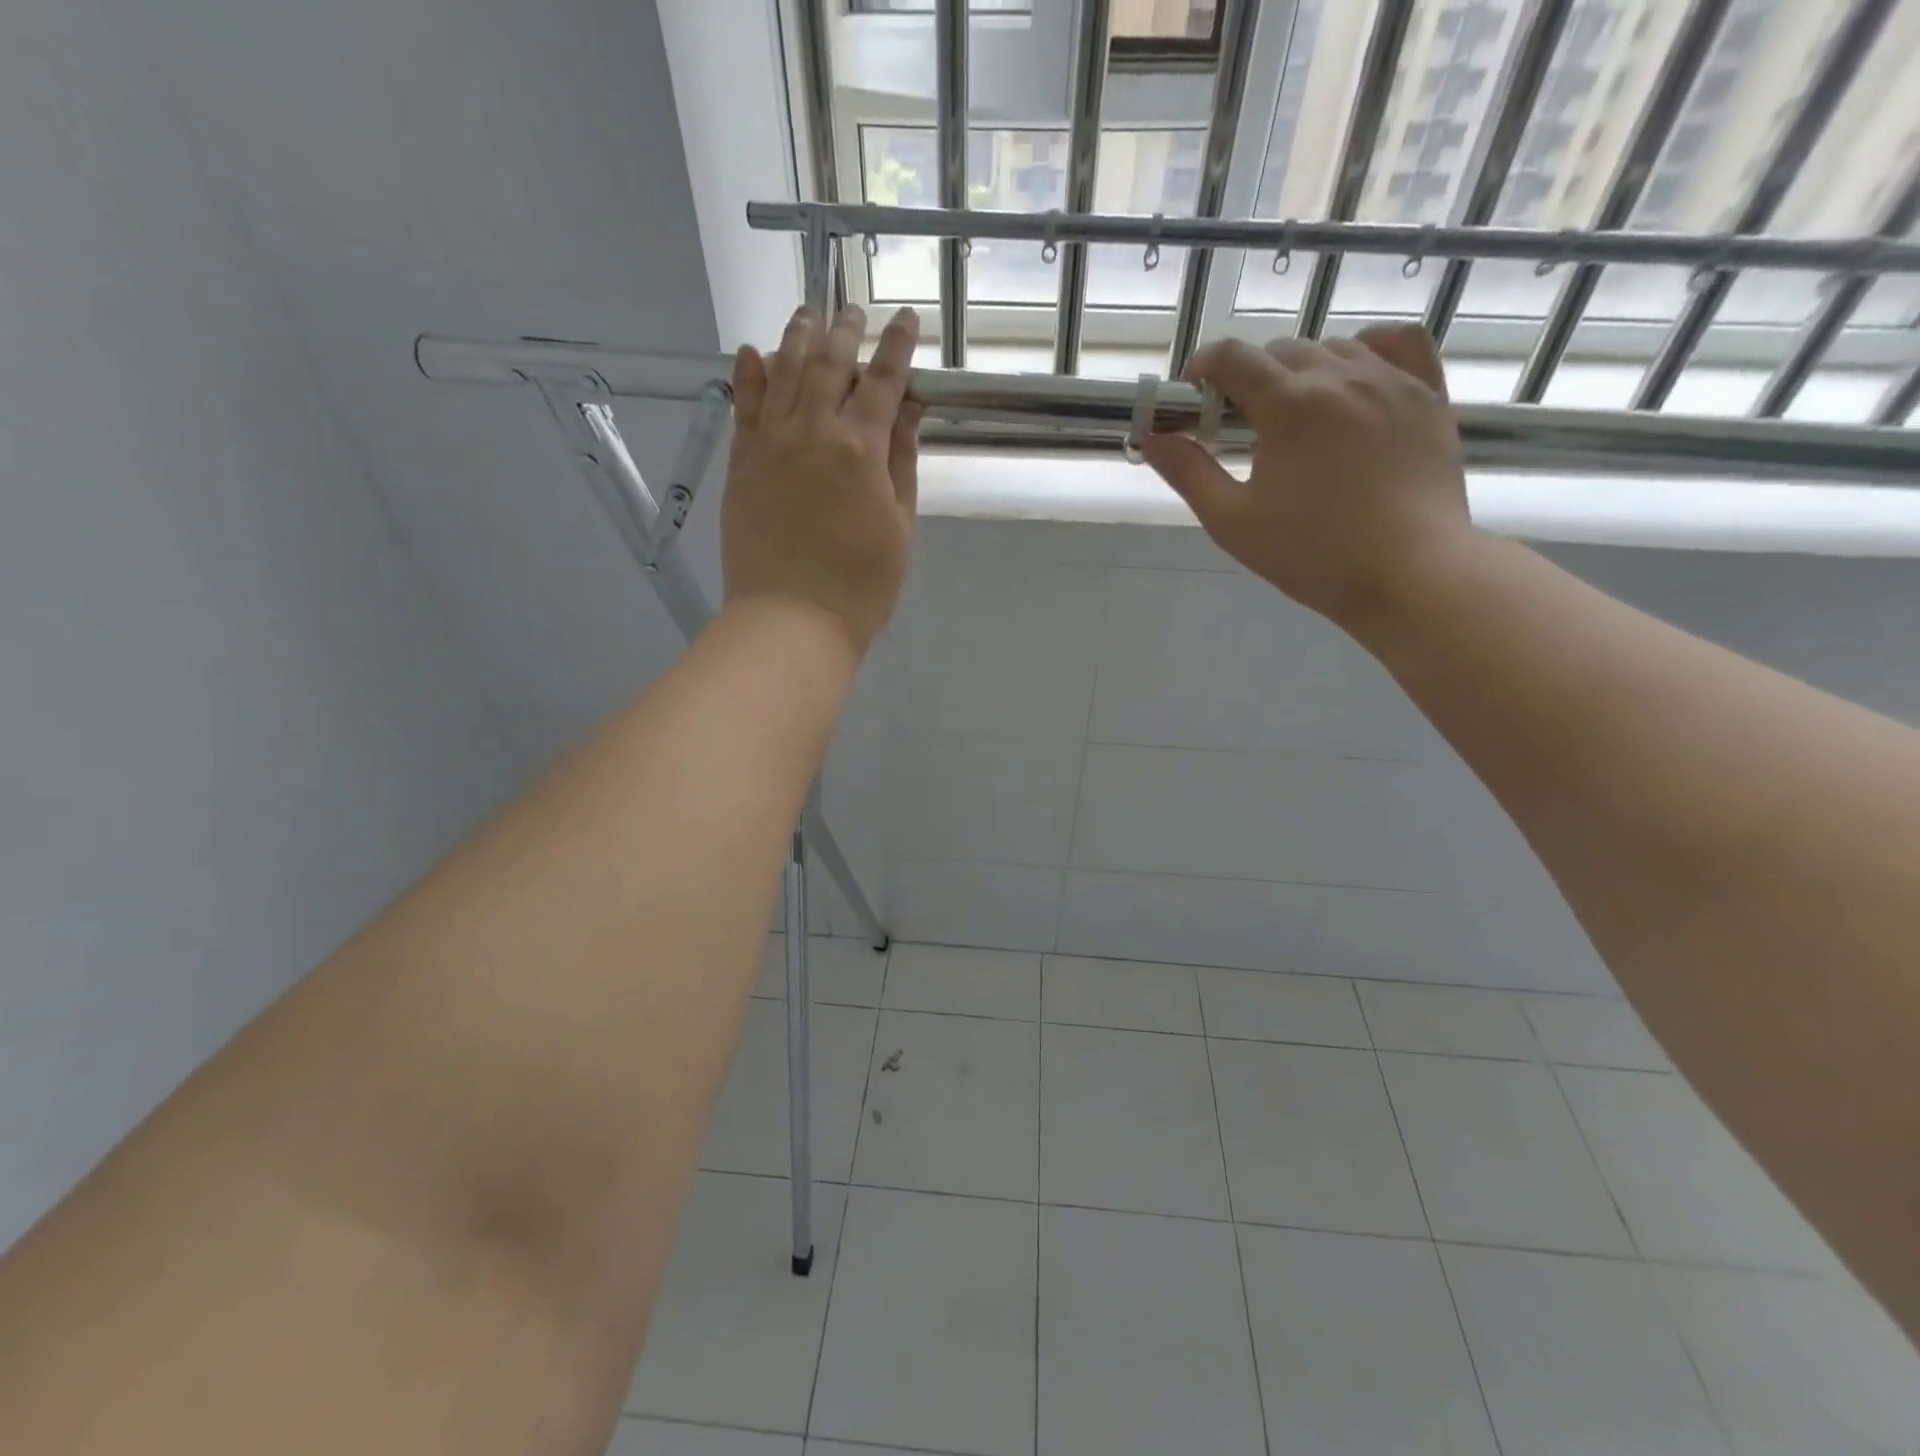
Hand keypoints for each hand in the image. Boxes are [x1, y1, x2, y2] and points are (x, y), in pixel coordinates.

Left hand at [722, 304, 923, 653]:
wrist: (791, 620)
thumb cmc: (862, 585)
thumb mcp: (899, 527)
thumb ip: (901, 463)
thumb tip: (908, 410)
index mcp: (861, 449)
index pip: (883, 382)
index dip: (897, 347)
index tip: (906, 320)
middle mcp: (813, 431)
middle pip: (829, 365)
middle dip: (845, 331)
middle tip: (854, 311)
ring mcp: (770, 444)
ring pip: (783, 373)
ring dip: (798, 337)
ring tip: (808, 313)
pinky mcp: (741, 463)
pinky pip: (743, 407)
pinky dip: (749, 375)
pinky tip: (753, 351)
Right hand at [1141, 323, 1474, 628]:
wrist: (1408, 573)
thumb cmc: (1311, 554)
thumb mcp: (1232, 521)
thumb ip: (1189, 473)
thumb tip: (1152, 437)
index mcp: (1288, 404)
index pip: (1231, 357)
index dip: (1202, 369)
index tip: (1192, 398)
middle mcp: (1340, 375)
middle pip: (1280, 351)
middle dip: (1249, 378)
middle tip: (1241, 426)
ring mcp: (1392, 380)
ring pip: (1333, 347)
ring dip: (1302, 370)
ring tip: (1296, 416)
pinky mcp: (1428, 395)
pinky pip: (1399, 344)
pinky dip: (1368, 350)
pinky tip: (1356, 378)